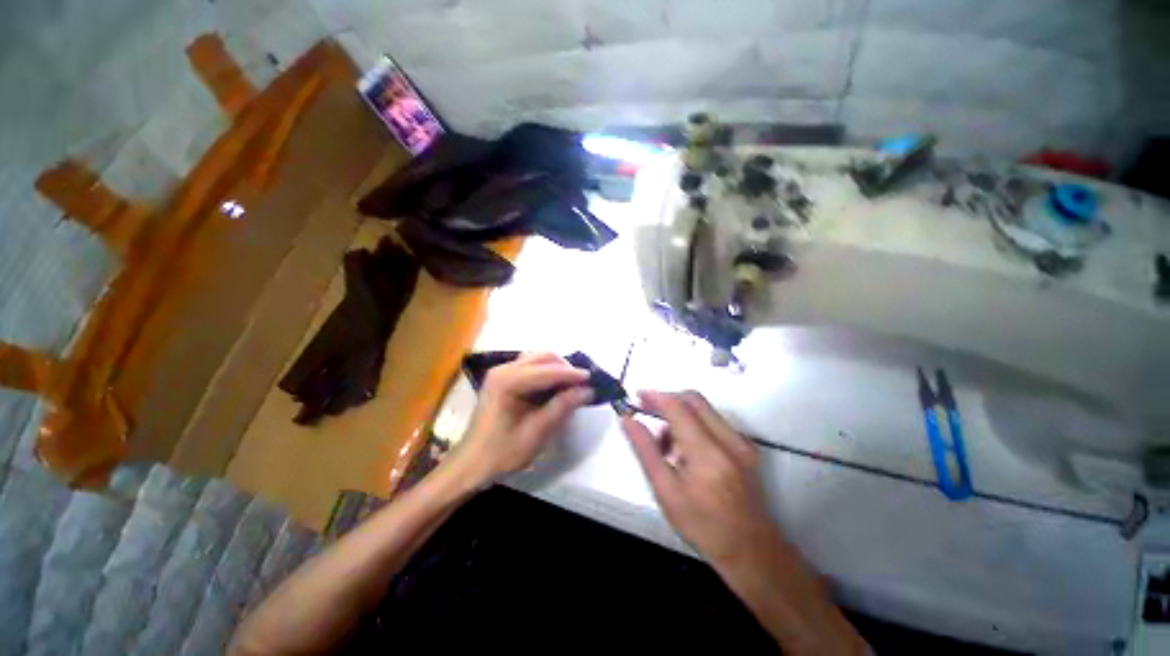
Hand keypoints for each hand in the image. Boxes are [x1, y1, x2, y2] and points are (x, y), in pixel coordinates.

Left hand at [451, 352, 592, 484]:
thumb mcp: (536, 433)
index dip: (571, 374)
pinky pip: (531, 367)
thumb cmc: (502, 452)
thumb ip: (562, 407)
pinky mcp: (503, 378)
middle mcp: (503, 369)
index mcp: (507, 381)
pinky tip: (555, 387)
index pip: (547, 370)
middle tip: (583, 385)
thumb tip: (588, 390)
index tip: (592, 379)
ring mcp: (502, 371)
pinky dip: (547, 373)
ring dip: (557, 369)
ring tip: (572, 385)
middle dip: (565, 368)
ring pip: (538, 359)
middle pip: (543, 357)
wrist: (471, 464)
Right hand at [621, 391, 780, 569]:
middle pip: (693, 399)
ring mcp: (742, 442)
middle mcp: (730, 440)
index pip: (678, 407)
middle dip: (667, 401)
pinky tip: (686, 451)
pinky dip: (694, 425)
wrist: (750, 551)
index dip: (655, 396)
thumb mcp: (665, 491)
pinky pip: (715, 421)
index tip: (637, 397)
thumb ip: (645, 450)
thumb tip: (628, 420)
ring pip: (704, 409)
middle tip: (647, 412)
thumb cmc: (702, 525)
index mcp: (708, 454)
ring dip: (680, 416)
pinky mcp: (747, 447)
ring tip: (666, 446)